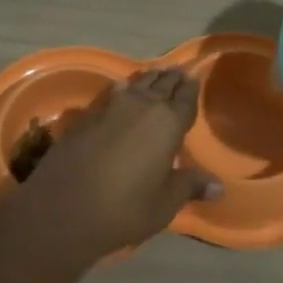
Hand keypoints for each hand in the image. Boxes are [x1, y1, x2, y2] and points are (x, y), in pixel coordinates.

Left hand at [14, 69, 221, 262]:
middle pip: (161, 85)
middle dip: (171, 79)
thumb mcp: (164, 203)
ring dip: (148, 80)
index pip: (185, 99)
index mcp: (168, 123)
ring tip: (155, 76)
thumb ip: (190, 186)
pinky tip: (122, 91)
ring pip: (137, 84)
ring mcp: (112, 107)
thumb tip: (219, 187)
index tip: (193, 80)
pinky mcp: (87, 115)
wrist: (64, 208)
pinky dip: (124, 90)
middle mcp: (142, 106)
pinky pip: (113, 94)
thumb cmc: (125, 208)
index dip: (190, 89)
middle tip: (178, 73)